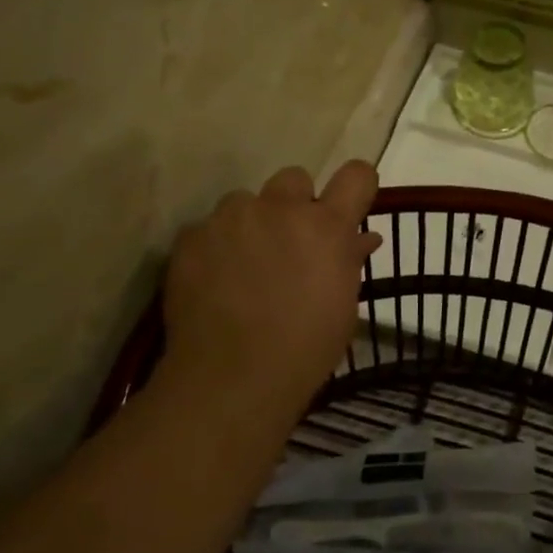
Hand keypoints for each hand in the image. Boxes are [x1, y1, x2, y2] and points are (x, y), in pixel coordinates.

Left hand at [160, 162, 383, 429]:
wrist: (232, 378)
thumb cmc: (306, 347)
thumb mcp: (343, 305)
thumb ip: (349, 261)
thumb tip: (361, 239)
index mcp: (327, 226)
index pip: (356, 175)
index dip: (356, 186)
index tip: (350, 205)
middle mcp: (280, 209)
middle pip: (294, 178)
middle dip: (295, 204)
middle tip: (290, 243)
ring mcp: (231, 219)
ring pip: (245, 201)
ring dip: (251, 224)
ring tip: (244, 265)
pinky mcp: (192, 237)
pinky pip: (208, 228)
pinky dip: (215, 247)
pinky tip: (214, 282)